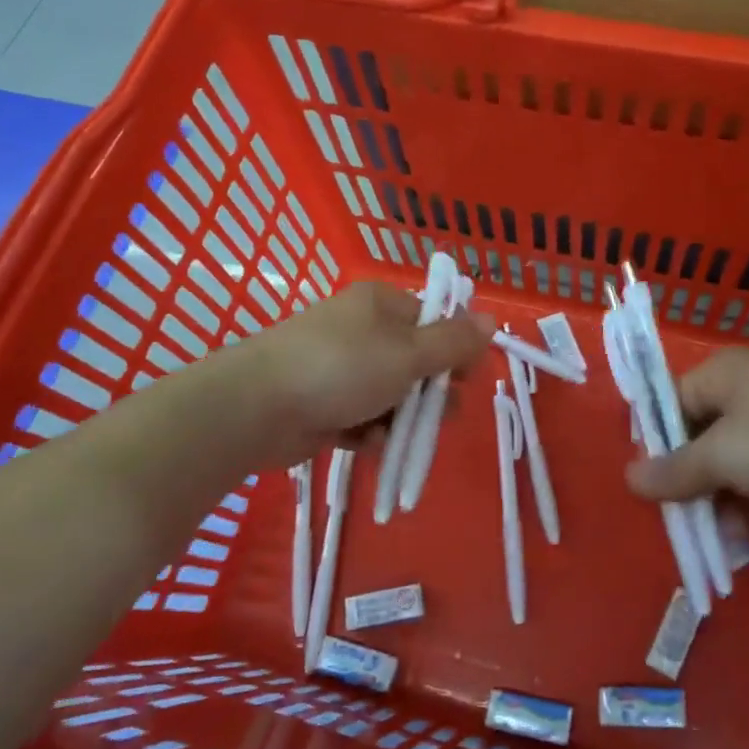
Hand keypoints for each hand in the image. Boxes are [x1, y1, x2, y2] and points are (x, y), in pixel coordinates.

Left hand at [221, 282, 493, 469]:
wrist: (257, 408)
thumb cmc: (341, 369)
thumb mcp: (408, 354)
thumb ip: (453, 341)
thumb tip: (491, 320)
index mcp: (381, 304)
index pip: (435, 321)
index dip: (455, 352)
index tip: (465, 381)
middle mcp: (362, 330)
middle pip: (416, 362)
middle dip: (428, 395)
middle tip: (433, 417)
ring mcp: (340, 367)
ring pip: (392, 395)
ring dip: (399, 419)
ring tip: (392, 435)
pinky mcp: (324, 402)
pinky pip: (364, 417)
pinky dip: (371, 432)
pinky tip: (368, 444)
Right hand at [625, 347, 748, 519]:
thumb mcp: (724, 457)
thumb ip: (675, 471)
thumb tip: (629, 477)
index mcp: (725, 375)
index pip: (672, 405)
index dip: (660, 448)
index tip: (656, 490)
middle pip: (709, 442)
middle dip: (704, 488)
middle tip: (698, 525)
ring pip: (748, 468)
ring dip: (741, 504)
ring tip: (747, 533)